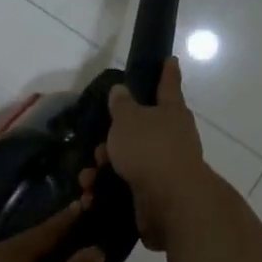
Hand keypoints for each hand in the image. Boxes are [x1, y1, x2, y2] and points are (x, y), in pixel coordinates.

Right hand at [103, 57, 214, 250]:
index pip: (168, 84)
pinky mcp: (157, 193)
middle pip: (142, 128)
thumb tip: (121, 90)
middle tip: (98, 145)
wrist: (171, 202)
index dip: (167, 71)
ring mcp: (167, 166)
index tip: (170, 59)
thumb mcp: (128, 119)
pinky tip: (92, 196)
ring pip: (130, 159)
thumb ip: (122, 104)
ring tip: (88, 178)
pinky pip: (127, 185)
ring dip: (105, 167)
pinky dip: (108, 189)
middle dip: (115, 137)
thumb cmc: (149, 149)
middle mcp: (173, 136)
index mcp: (171, 111)